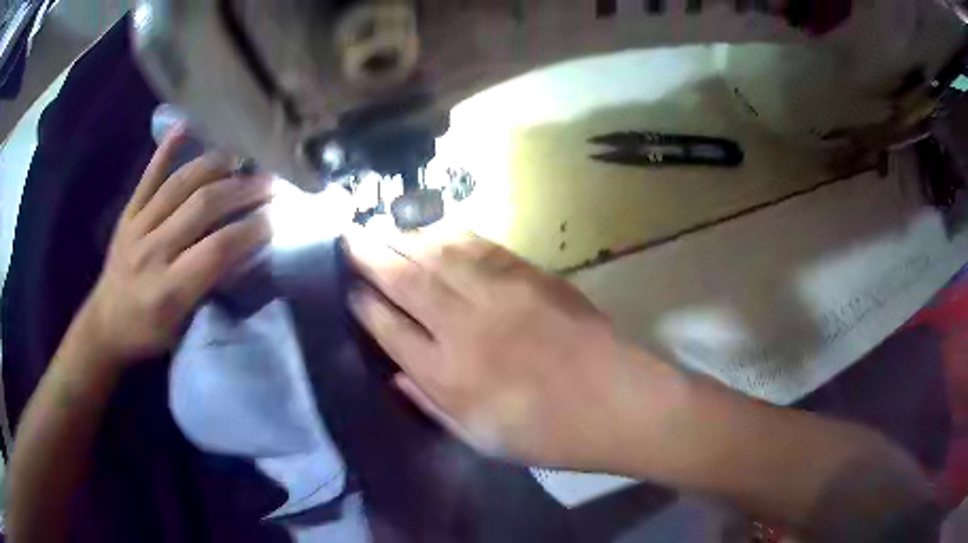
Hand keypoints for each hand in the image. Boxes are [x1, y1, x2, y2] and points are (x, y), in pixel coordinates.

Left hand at [77, 127, 271, 365]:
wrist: (105, 324)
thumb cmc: (148, 334)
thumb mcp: (183, 328)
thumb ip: (209, 289)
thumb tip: (244, 250)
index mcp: (168, 290)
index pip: (217, 250)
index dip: (251, 230)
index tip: (275, 219)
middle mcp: (152, 252)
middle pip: (202, 207)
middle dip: (242, 190)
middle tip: (271, 182)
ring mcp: (137, 227)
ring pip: (181, 184)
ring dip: (217, 166)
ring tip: (244, 157)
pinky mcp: (127, 213)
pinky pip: (148, 176)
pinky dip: (167, 150)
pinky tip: (186, 125)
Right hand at [345, 231, 663, 467]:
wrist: (616, 402)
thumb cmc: (548, 433)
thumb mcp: (480, 438)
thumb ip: (432, 404)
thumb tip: (396, 373)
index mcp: (448, 376)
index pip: (389, 329)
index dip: (364, 305)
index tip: (350, 289)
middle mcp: (463, 329)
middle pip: (405, 282)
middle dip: (370, 256)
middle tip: (349, 236)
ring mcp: (498, 296)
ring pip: (436, 255)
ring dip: (404, 237)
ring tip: (381, 226)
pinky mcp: (528, 276)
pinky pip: (478, 246)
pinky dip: (449, 234)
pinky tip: (433, 228)